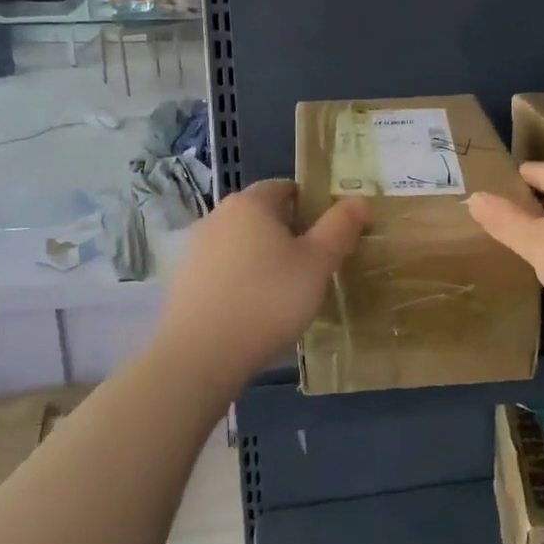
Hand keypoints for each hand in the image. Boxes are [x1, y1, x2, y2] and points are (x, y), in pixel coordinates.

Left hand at [150, 180, 369, 386]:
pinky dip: (241, 281)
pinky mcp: (184, 281)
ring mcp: (195, 248)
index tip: (329, 238)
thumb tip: (359, 200)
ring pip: (242, 244)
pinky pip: (223, 270)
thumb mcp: (318, 263)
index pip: (287, 188)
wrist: (201, 355)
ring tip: (285, 294)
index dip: (312, 208)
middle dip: (290, 235)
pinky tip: (255, 312)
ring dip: (264, 259)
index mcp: (251, 203)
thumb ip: (340, 227)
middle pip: (263, 216)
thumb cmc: (268, 300)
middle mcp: (218, 216)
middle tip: (313, 268)